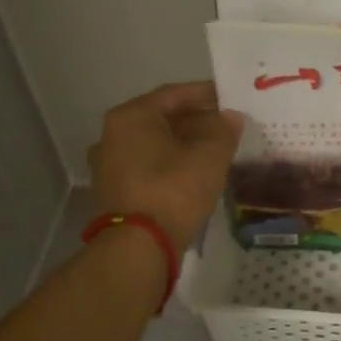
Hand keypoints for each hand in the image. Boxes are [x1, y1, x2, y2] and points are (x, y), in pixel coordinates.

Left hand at [89, 82, 244, 255]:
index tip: (230, 97)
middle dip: (197, 121)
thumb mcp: (209, 157)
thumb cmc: (173, 190)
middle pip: (162, 119)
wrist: (139, 246)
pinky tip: (196, 172)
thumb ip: (224, 130)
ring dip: (185, 144)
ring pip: (155, 144)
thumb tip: (231, 117)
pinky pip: (149, 166)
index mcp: (131, 117)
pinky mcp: (115, 191)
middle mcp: (112, 135)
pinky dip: (172, 164)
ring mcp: (109, 165)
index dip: (205, 94)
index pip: (174, 95)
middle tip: (227, 125)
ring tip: (216, 149)